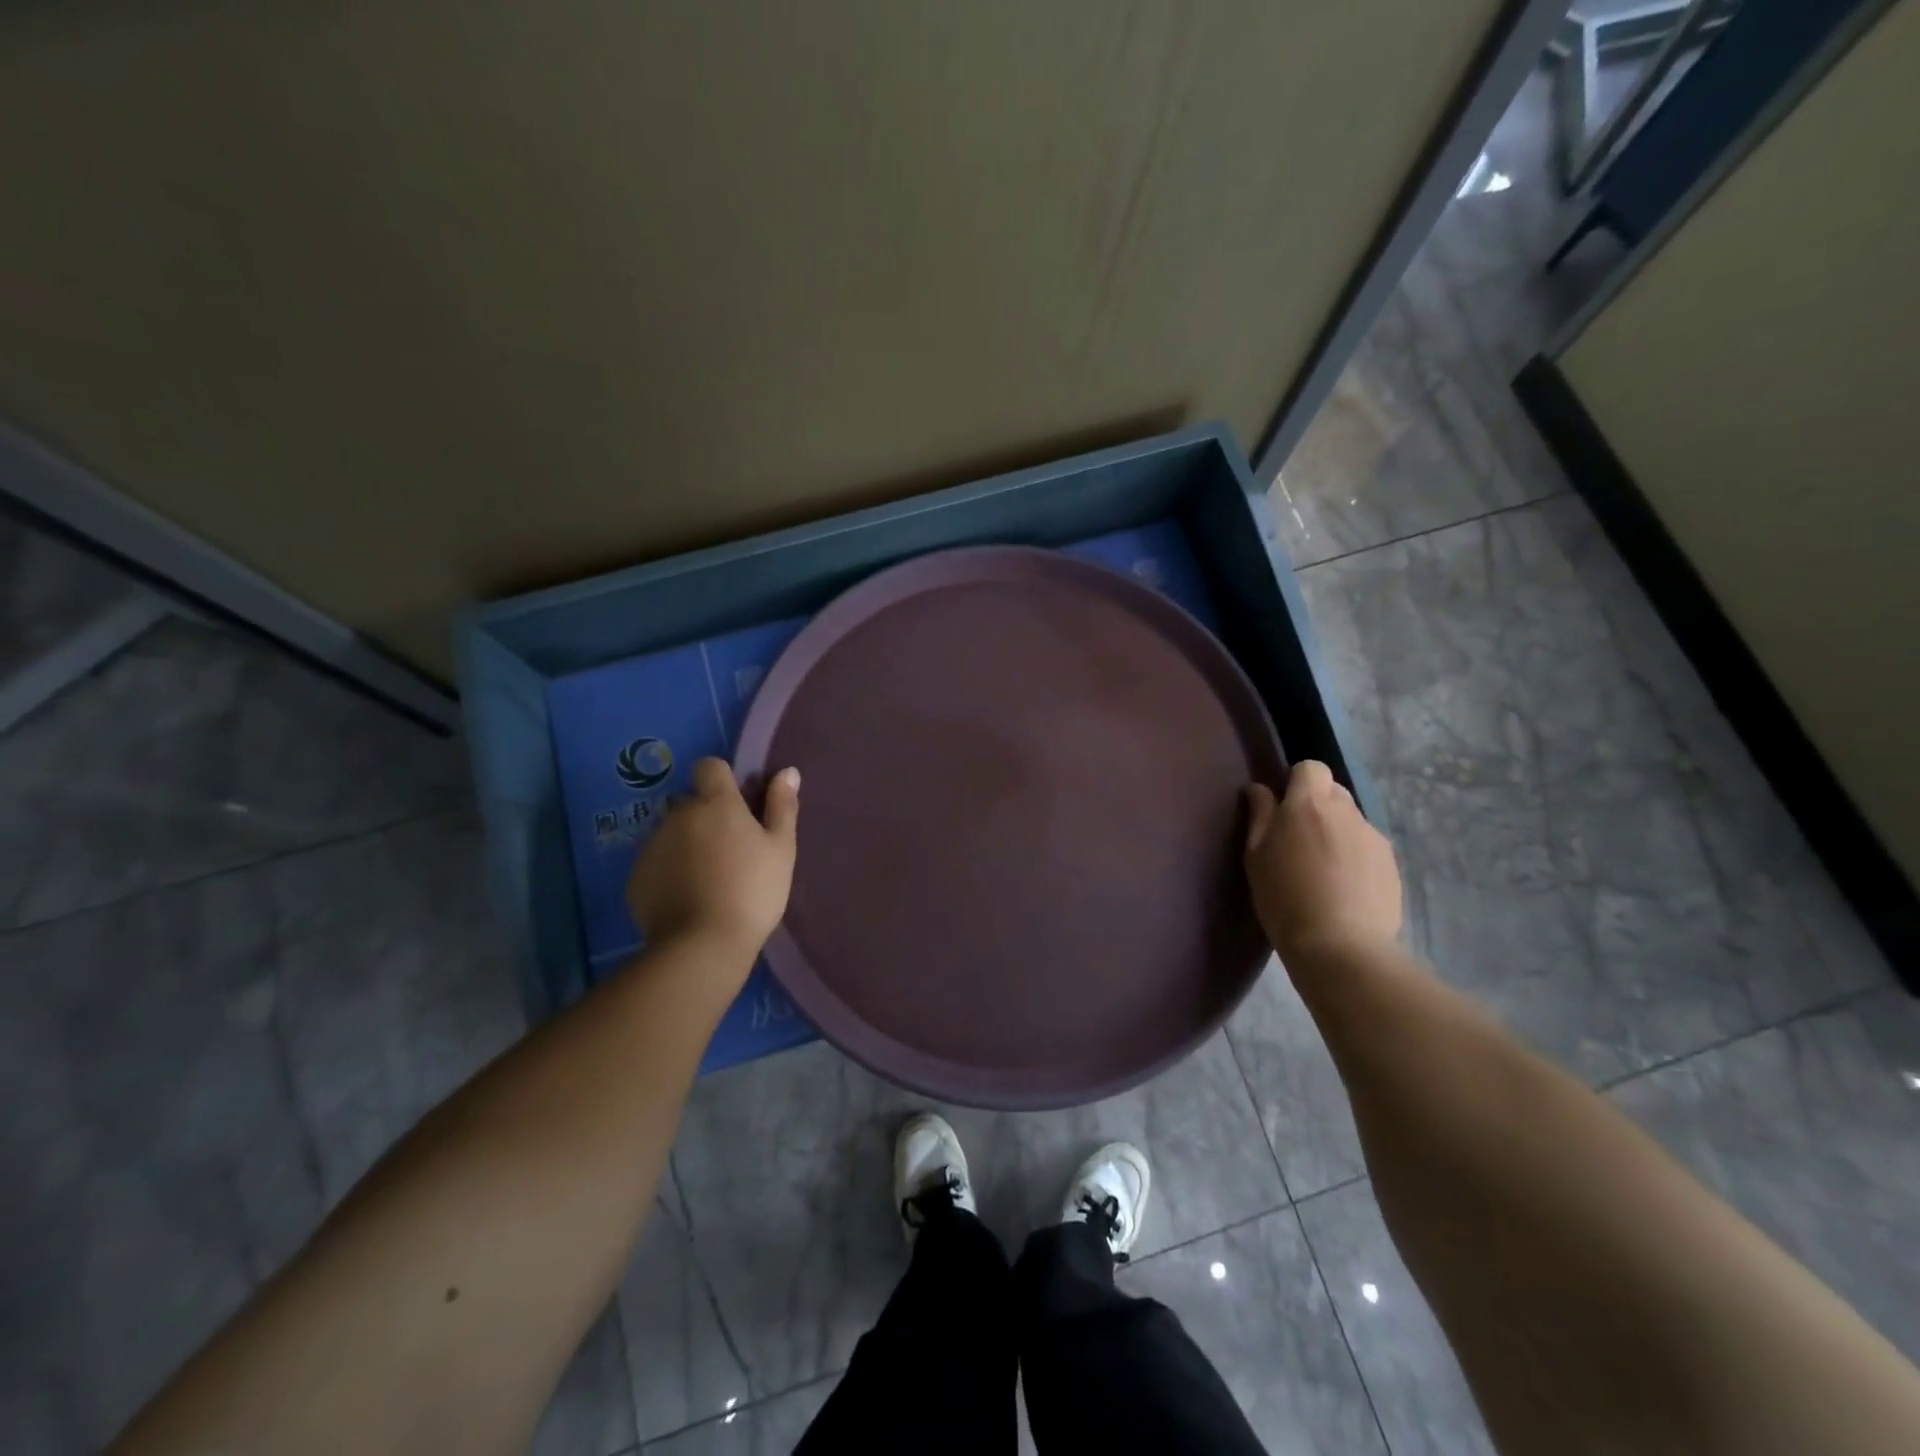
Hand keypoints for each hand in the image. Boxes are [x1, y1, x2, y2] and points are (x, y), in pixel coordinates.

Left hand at [626, 758, 799, 961]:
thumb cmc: (753, 891)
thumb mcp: (781, 849)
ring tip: (708, 880)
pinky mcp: (636, 877)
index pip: (709, 767)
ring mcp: (652, 845)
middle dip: (706, 817)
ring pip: (671, 833)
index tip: (738, 805)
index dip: (722, 780)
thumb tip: (787, 771)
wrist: (703, 945)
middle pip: (690, 802)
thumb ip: (782, 806)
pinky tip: (688, 898)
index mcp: (715, 803)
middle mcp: (678, 815)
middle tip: (730, 851)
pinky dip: (669, 872)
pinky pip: (656, 862)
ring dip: (687, 844)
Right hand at [1243, 760, 1401, 964]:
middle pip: (1333, 791)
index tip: (1283, 807)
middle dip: (1317, 806)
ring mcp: (1373, 836)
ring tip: (1323, 868)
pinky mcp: (1391, 863)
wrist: (1339, 945)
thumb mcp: (1256, 856)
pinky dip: (1355, 856)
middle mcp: (1346, 811)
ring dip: (1336, 832)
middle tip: (1299, 840)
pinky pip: (1367, 846)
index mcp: (1308, 803)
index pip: (1311, 767)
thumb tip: (1259, 789)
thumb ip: (1259, 815)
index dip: (1297, 781)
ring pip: (1351, 820)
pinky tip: (1344, 886)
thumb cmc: (1284, 897)